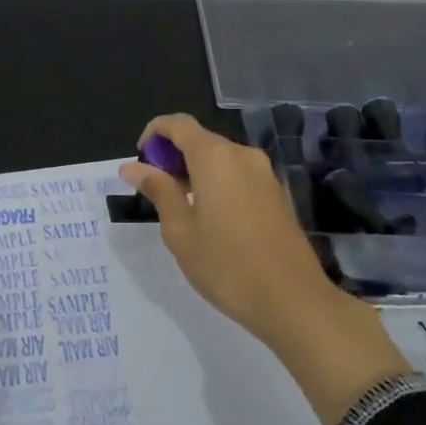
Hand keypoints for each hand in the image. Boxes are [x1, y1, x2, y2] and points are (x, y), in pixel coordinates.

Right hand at [122, 114, 410, 424]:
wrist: (293, 301)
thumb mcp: (180, 230)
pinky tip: (211, 220)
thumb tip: (132, 167)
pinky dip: (217, 183)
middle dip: (172, 156)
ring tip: (180, 209)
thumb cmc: (226, 265)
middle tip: (155, 192)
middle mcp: (242, 155)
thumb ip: (158, 190)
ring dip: (195, 171)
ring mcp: (265, 173)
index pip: (178, 124)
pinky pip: (239, 175)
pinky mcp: (277, 194)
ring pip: (220, 158)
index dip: (153, 134)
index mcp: (215, 157)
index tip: (140, 162)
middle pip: (200, 139)